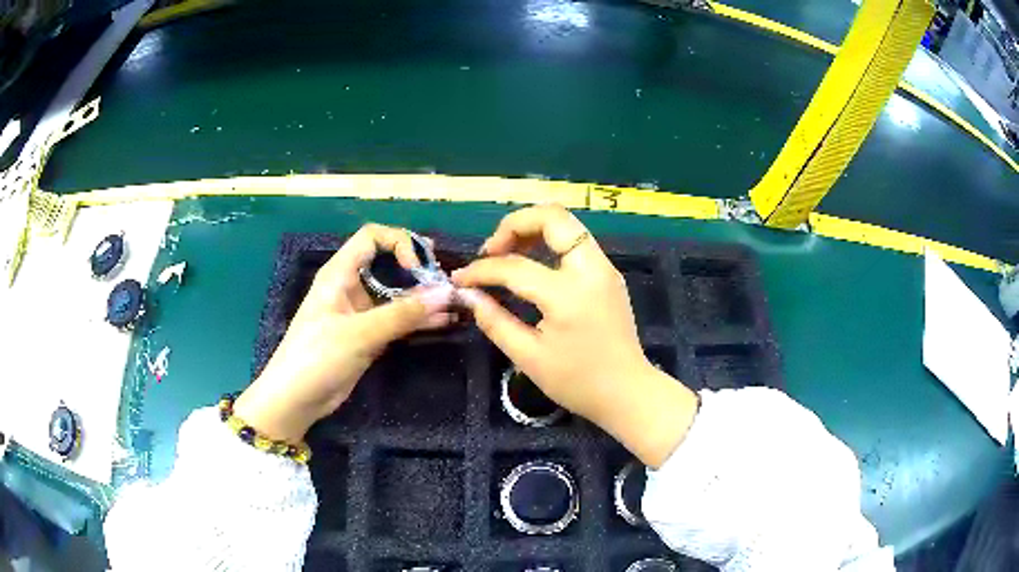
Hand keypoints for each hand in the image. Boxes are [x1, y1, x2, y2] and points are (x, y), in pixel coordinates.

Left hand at [234, 224, 455, 443]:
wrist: (296, 399)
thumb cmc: (318, 356)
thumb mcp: (360, 333)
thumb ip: (403, 314)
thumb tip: (446, 294)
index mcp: (340, 273)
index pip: (372, 238)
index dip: (398, 242)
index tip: (418, 266)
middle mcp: (351, 287)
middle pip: (388, 264)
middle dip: (417, 269)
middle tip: (445, 279)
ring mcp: (360, 313)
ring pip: (396, 294)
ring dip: (422, 297)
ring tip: (454, 303)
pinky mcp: (368, 336)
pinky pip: (397, 320)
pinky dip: (418, 320)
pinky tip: (443, 322)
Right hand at [452, 205, 698, 467]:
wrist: (627, 392)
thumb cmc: (578, 382)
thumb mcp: (529, 358)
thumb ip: (495, 321)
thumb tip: (468, 295)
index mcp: (569, 295)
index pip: (514, 266)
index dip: (481, 270)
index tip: (461, 279)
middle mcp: (591, 269)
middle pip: (552, 216)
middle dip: (513, 225)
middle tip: (491, 251)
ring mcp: (604, 268)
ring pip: (566, 224)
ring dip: (532, 230)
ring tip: (507, 255)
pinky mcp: (608, 274)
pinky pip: (576, 242)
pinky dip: (549, 243)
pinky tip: (532, 265)